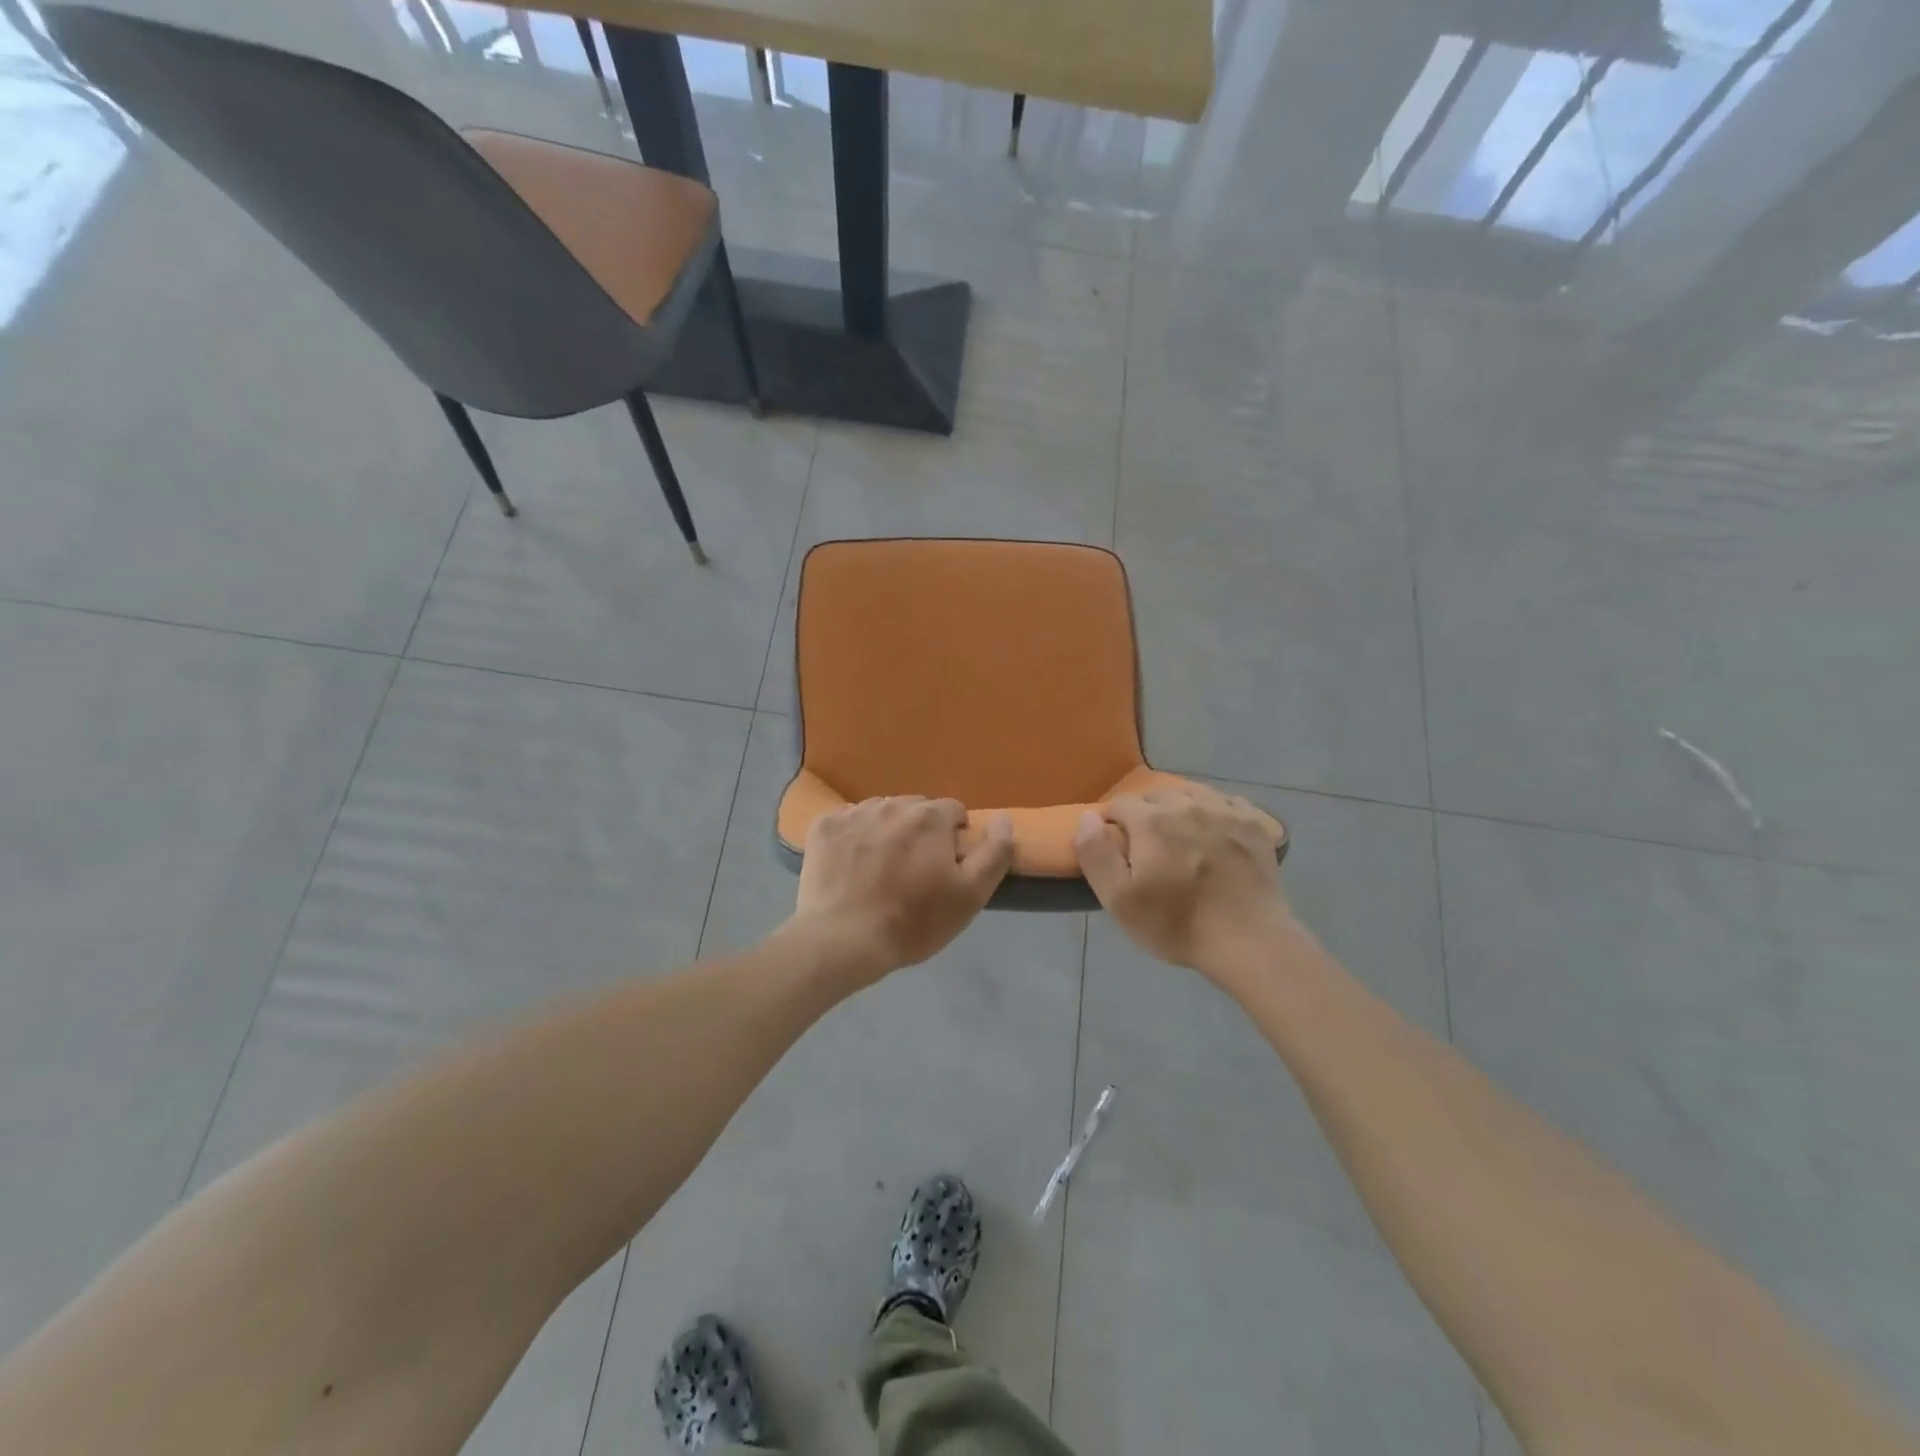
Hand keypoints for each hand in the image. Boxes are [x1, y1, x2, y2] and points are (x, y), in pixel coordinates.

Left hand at [792, 796, 1013, 982]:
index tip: (946, 868)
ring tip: (881, 869)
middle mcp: (893, 804)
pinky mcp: (824, 827)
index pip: (953, 811)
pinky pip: (847, 821)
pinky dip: (853, 837)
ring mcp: (854, 813)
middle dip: (920, 832)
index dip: (954, 838)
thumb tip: (1004, 819)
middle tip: (914, 871)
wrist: (841, 940)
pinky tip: (851, 866)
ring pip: (882, 812)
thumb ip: (994, 853)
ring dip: (887, 831)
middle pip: (916, 810)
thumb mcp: (970, 896)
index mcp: (930, 817)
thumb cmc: (912, 921)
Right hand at [1074, 787, 1289, 982]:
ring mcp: (1226, 810)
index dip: (1113, 824)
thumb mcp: (1119, 900)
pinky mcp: (1256, 823)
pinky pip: (1228, 803)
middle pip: (1156, 796)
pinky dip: (1217, 812)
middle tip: (1150, 850)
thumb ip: (1096, 853)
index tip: (1118, 848)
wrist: (1249, 942)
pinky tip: (1217, 835)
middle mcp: (1187, 803)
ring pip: (1192, 794)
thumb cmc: (1177, 924)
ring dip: (1181, 810)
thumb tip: (1088, 817)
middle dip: (1146, 815)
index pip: (1120, 804)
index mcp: (1152, 820)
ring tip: (1183, 839)